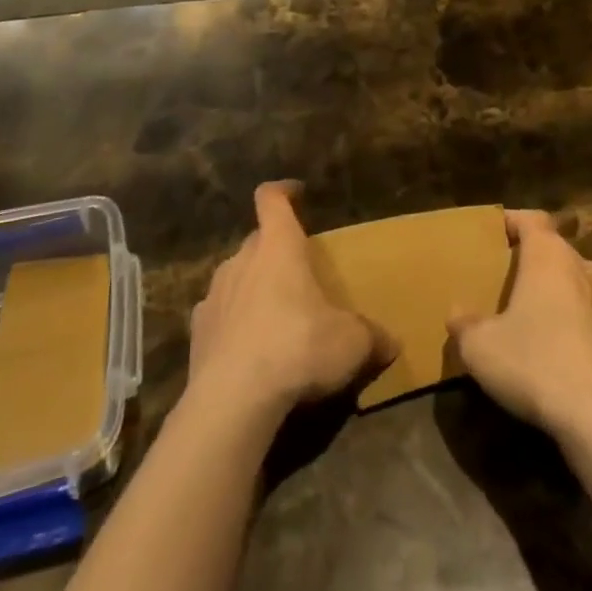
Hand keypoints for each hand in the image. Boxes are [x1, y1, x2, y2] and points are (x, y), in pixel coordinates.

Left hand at [186, 182, 391, 419]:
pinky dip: (231, 323)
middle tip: (296, 272)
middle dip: (274, 249)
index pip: (271, 198)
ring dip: (252, 287)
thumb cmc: (298, 348)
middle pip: (256, 240)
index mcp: (278, 246)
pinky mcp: (198, 331)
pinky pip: (217, 315)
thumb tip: (394, 344)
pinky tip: (246, 349)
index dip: (283, 191)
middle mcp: (242, 260)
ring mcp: (214, 295)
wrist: (232, 399)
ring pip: (235, 276)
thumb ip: (372, 337)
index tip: (296, 193)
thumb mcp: (351, 343)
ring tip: (272, 314)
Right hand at [448, 209, 591, 436]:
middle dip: (531, 257)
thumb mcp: (481, 347)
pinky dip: (571, 320)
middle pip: (555, 248)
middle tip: (505, 274)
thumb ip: (465, 325)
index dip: (512, 220)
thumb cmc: (535, 362)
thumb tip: (456, 313)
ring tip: (530, 309)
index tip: (493, 232)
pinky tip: (554, 346)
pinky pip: (588, 314)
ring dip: (555, 288)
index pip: (532, 218)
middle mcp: (581, 267)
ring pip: (575, 280)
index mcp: (548, 255)